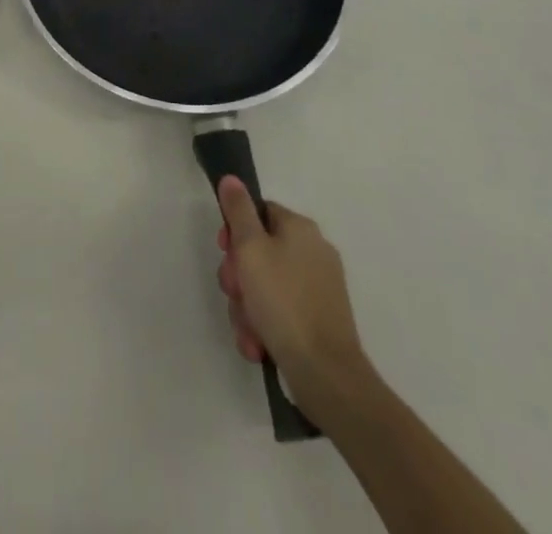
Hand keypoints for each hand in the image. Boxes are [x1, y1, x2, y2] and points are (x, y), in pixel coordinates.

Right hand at [215, 176, 368, 403]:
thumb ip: (238, 211)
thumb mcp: (251, 249)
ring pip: (265, 286)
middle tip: (233, 293)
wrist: (325, 374)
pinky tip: (258, 345)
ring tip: (248, 330)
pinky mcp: (319, 321)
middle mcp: (313, 252)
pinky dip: (265, 326)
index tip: (225, 251)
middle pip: (259, 252)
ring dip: (247, 308)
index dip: (235, 230)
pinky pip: (281, 313)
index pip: (259, 212)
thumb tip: (232, 178)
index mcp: (300, 229)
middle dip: (239, 276)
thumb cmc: (283, 301)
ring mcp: (318, 289)